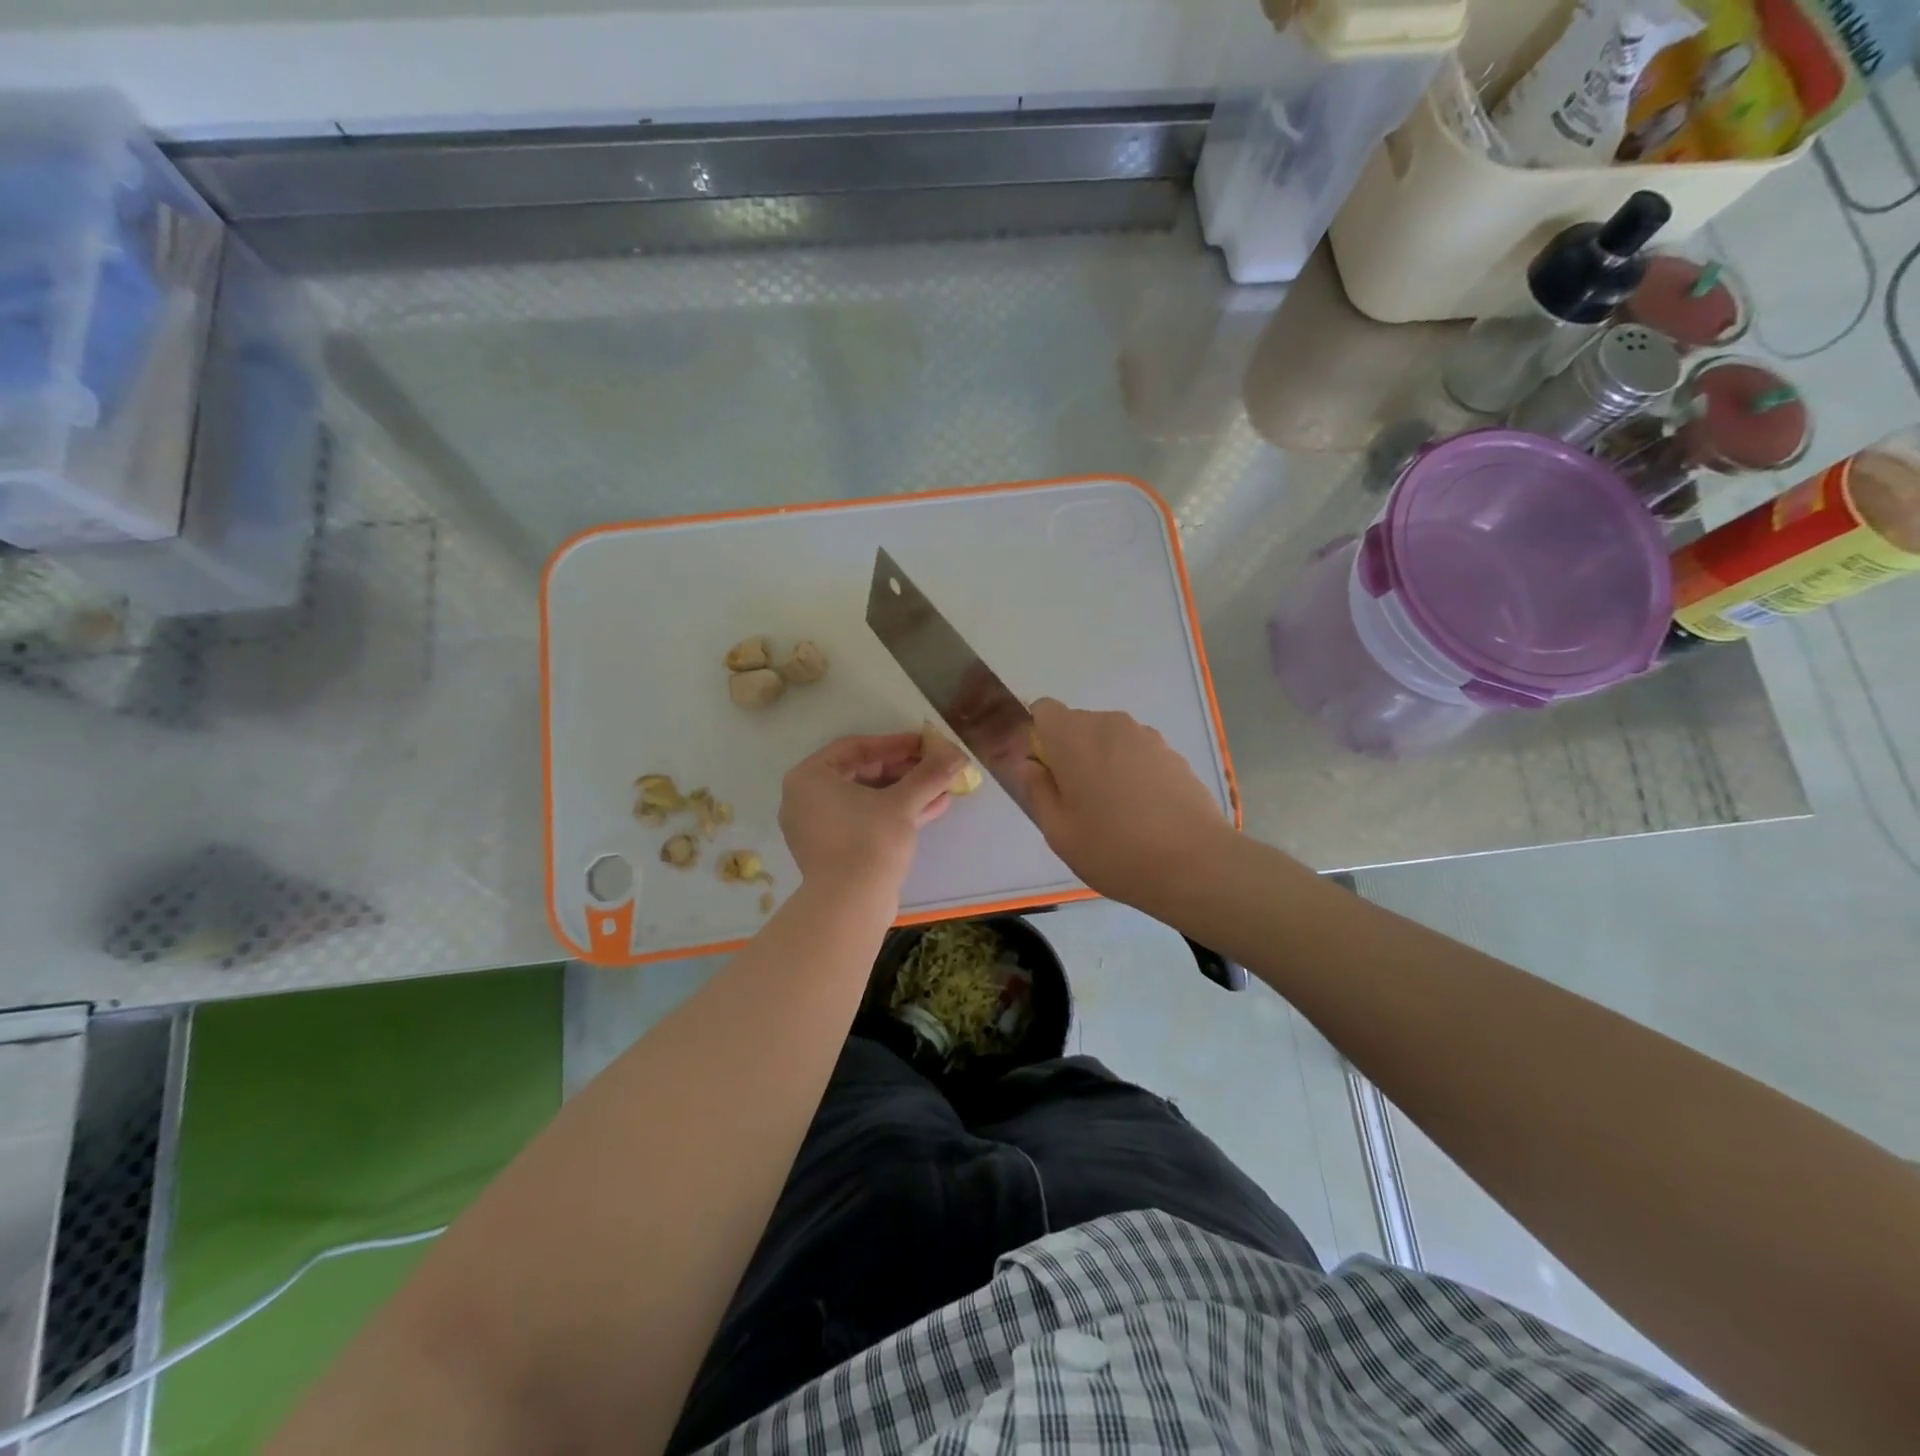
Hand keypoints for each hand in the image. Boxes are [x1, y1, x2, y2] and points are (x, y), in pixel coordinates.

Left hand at [779, 732, 964, 905]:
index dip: (895, 743)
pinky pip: (865, 821)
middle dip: (904, 770)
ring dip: (906, 792)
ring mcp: (818, 828)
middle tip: (935, 767)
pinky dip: (895, 814)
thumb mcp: (902, 802)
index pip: (856, 747)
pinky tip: (933, 808)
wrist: (850, 906)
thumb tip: (957, 753)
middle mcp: (806, 799)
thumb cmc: (869, 841)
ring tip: (942, 787)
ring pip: (867, 800)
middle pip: (862, 773)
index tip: (925, 744)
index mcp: (809, 778)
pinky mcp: (833, 852)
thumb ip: (929, 774)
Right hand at [1014, 699, 1232, 911]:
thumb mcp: (1058, 831)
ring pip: (1110, 740)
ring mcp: (1147, 737)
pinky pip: (1138, 754)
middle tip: (1078, 802)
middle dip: (1071, 754)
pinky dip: (1132, 772)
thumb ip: (1037, 790)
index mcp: (1074, 737)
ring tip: (1116, 811)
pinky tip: (1145, 813)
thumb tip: (1030, 765)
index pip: (1043, 710)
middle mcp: (1110, 724)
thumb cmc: (1114, 850)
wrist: (1196, 864)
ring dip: (1103, 763)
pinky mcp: (1174, 754)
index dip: (1039, 738)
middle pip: (1077, 725)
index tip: (1047, 774)